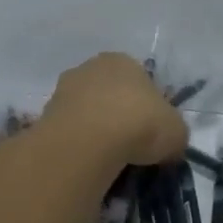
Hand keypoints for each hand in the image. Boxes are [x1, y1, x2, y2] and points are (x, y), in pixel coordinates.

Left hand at [41, 52, 187, 166]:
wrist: (89, 140)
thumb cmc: (140, 123)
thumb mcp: (176, 131)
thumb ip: (174, 133)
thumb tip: (169, 145)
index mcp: (124, 60)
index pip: (141, 81)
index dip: (149, 109)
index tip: (152, 134)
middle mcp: (91, 67)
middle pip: (110, 93)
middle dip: (119, 117)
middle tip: (131, 147)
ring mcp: (64, 89)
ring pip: (87, 111)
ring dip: (96, 130)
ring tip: (109, 160)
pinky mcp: (46, 115)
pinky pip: (70, 131)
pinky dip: (79, 144)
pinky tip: (88, 161)